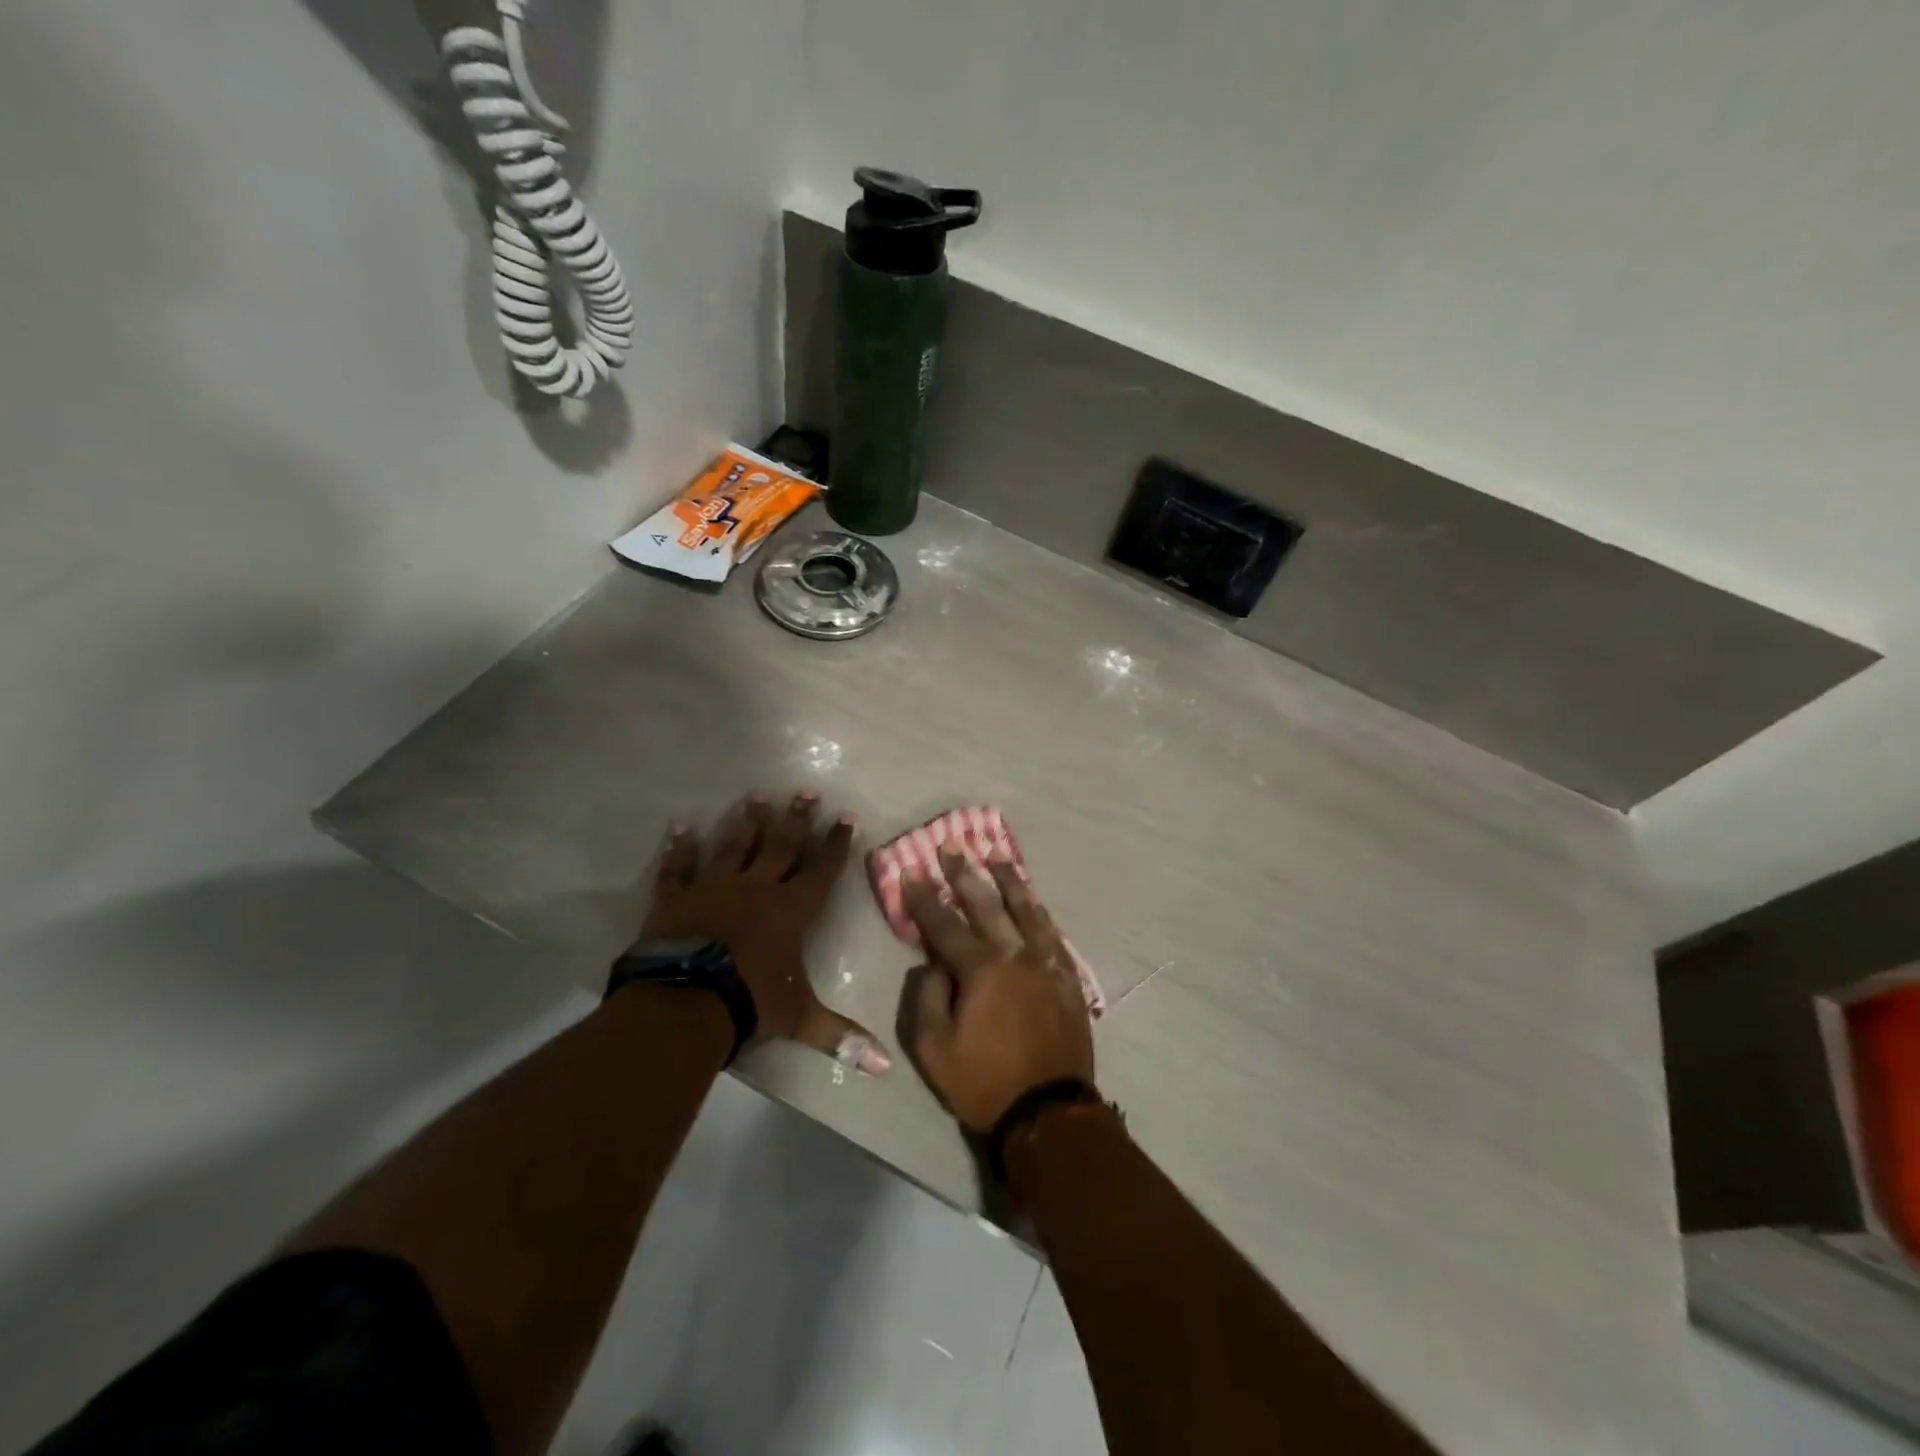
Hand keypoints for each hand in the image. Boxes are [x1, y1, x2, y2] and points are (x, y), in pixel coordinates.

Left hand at [643, 793, 888, 1072]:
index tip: (846, 817)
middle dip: (798, 819)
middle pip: (783, 845)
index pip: (821, 869)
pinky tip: (680, 826)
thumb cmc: (751, 1002)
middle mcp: (757, 887)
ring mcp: (715, 886)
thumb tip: (884, 1067)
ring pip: (736, 845)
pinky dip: (679, 847)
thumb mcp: (800, 1018)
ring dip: (749, 821)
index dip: (835, 844)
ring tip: (759, 795)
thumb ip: (839, 1036)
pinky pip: (679, 866)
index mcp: (792, 910)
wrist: (686, 1002)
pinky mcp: (677, 896)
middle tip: (807, 792)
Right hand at [905, 848, 1095, 1132]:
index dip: (924, 898)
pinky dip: (1040, 913)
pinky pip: (1053, 935)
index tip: (911, 870)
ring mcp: (1046, 964)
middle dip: (966, 874)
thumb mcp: (934, 1049)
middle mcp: (1015, 955)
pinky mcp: (1068, 978)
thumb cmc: (984, 1082)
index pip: (945, 925)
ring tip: (997, 855)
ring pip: (1026, 910)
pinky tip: (1034, 901)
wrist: (1048, 1111)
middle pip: (987, 905)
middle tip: (952, 847)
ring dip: (1009, 880)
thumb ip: (928, 998)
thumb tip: (933, 964)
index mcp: (980, 970)